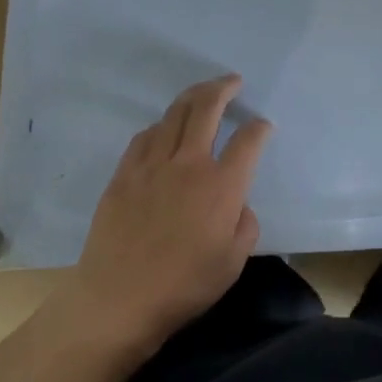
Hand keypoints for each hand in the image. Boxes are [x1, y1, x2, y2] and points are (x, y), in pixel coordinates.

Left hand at [56, 75, 269, 354]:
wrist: (118, 300)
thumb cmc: (184, 286)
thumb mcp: (234, 262)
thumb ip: (246, 224)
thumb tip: (238, 204)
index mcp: (222, 185)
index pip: (248, 140)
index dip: (260, 127)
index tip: (263, 126)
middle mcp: (189, 164)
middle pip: (207, 108)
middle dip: (224, 88)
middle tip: (233, 81)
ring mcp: (153, 165)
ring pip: (174, 115)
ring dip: (192, 97)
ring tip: (202, 93)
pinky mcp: (124, 175)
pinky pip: (145, 136)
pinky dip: (161, 125)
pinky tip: (165, 128)